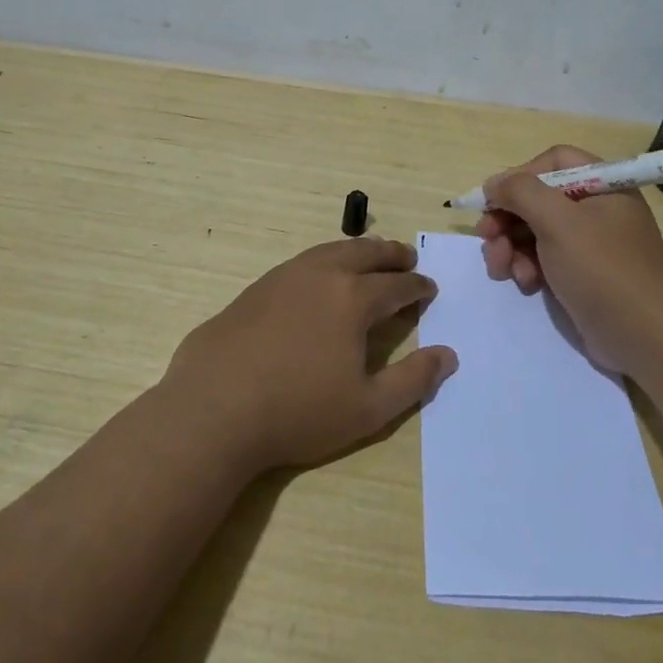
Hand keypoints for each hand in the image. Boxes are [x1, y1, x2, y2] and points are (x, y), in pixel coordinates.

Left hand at [161, 237, 457, 471]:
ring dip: (357, 251)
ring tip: (368, 257)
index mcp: (352, 299)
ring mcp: (283, 277)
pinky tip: (319, 278)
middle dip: (391, 254)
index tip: (429, 288)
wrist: (213, 408)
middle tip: (406, 257)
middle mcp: (320, 276)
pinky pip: (302, 263)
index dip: (417, 286)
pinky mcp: (255, 289)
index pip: (396, 285)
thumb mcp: (368, 409)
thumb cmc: (297, 412)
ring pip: (330, 251)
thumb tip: (448, 355)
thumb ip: (413, 381)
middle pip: (364, 253)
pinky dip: (324, 261)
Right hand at [476, 145, 662, 373]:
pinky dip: (527, 267)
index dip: (520, 176)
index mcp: (603, 185)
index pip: (553, 161)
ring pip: (534, 231)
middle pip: (538, 198)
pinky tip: (526, 284)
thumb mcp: (558, 222)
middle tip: (486, 237)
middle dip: (507, 218)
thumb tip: (493, 183)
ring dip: (510, 247)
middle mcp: (596, 209)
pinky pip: (543, 258)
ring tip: (502, 270)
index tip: (495, 200)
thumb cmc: (603, 269)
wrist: (645, 338)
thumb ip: (520, 192)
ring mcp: (589, 244)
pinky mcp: (580, 274)